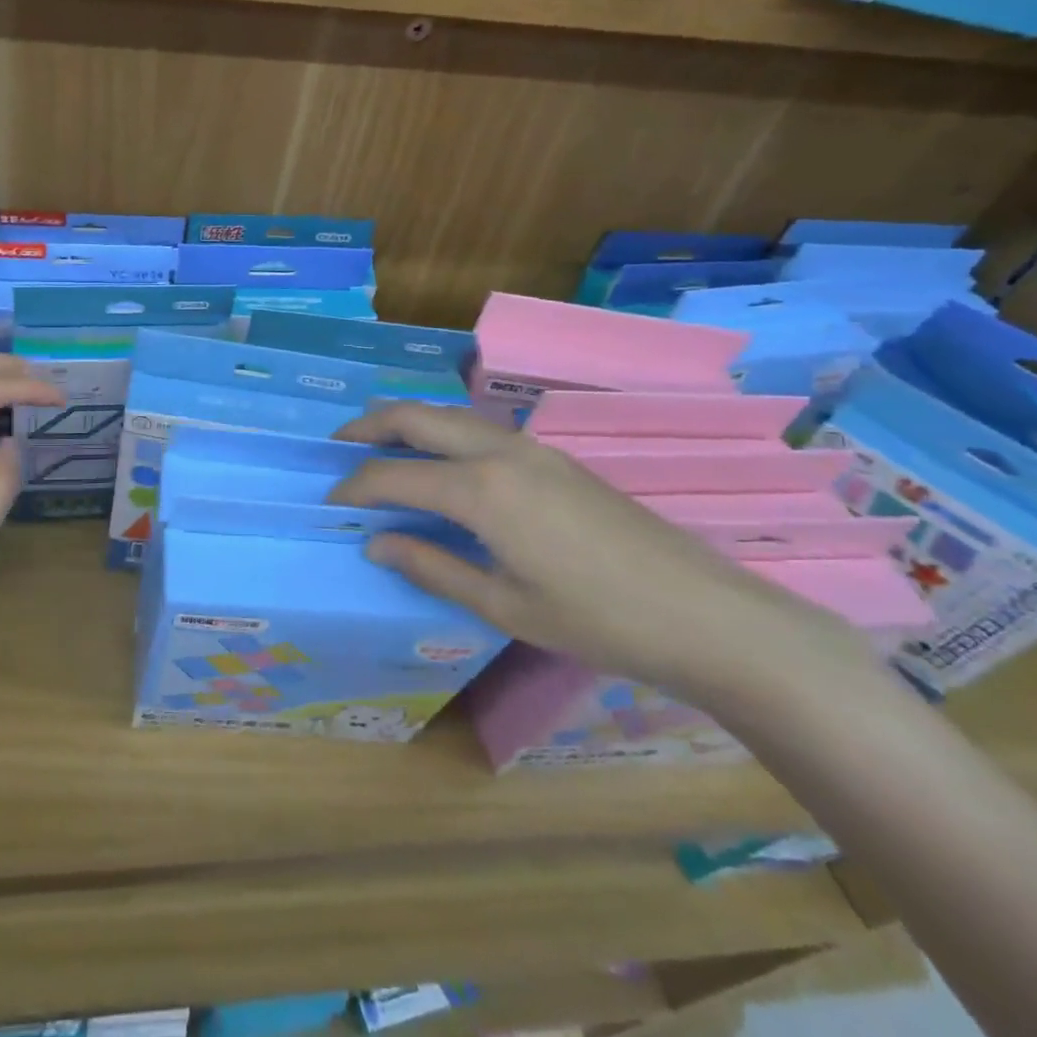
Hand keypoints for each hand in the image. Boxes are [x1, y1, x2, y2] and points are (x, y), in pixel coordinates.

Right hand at [331, 403, 878, 706]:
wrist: (708, 616)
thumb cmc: (598, 621)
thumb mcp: (503, 606)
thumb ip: (431, 567)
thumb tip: (375, 542)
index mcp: (479, 489)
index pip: (392, 475)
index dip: (352, 487)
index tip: (328, 503)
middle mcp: (498, 451)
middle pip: (414, 416)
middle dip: (367, 427)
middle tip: (337, 449)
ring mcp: (530, 447)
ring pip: (447, 415)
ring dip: (405, 425)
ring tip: (378, 450)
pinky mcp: (553, 456)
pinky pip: (477, 428)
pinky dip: (440, 434)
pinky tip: (439, 464)